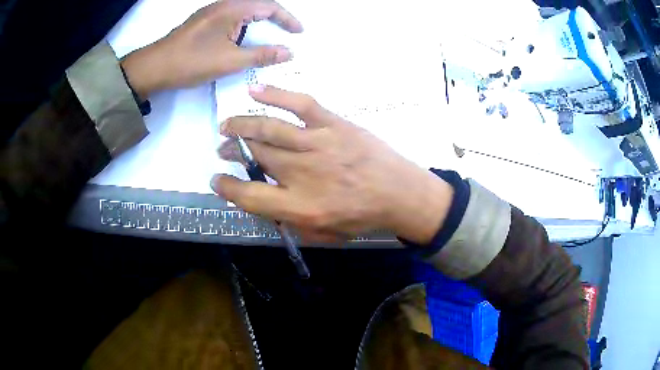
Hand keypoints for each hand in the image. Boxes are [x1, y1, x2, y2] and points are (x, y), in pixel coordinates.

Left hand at [121, 0, 302, 98]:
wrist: (154, 67)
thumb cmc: (191, 62)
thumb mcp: (229, 61)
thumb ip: (261, 55)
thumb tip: (289, 52)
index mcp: (233, 8)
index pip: (269, 7)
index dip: (287, 19)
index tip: (299, 32)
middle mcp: (224, 4)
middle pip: (257, 5)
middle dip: (275, 18)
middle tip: (286, 33)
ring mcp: (212, 11)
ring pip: (244, 11)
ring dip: (259, 21)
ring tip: (269, 36)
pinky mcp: (204, 21)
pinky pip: (232, 17)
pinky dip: (244, 25)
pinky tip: (244, 38)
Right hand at [211, 85, 453, 244]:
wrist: (400, 193)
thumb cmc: (362, 217)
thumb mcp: (323, 234)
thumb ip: (289, 220)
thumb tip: (263, 202)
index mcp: (299, 206)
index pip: (248, 195)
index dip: (226, 187)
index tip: (217, 179)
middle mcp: (302, 173)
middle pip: (254, 156)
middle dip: (231, 150)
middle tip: (223, 148)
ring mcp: (317, 144)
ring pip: (268, 128)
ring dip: (241, 125)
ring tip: (226, 125)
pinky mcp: (332, 124)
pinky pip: (299, 104)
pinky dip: (275, 94)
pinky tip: (254, 90)